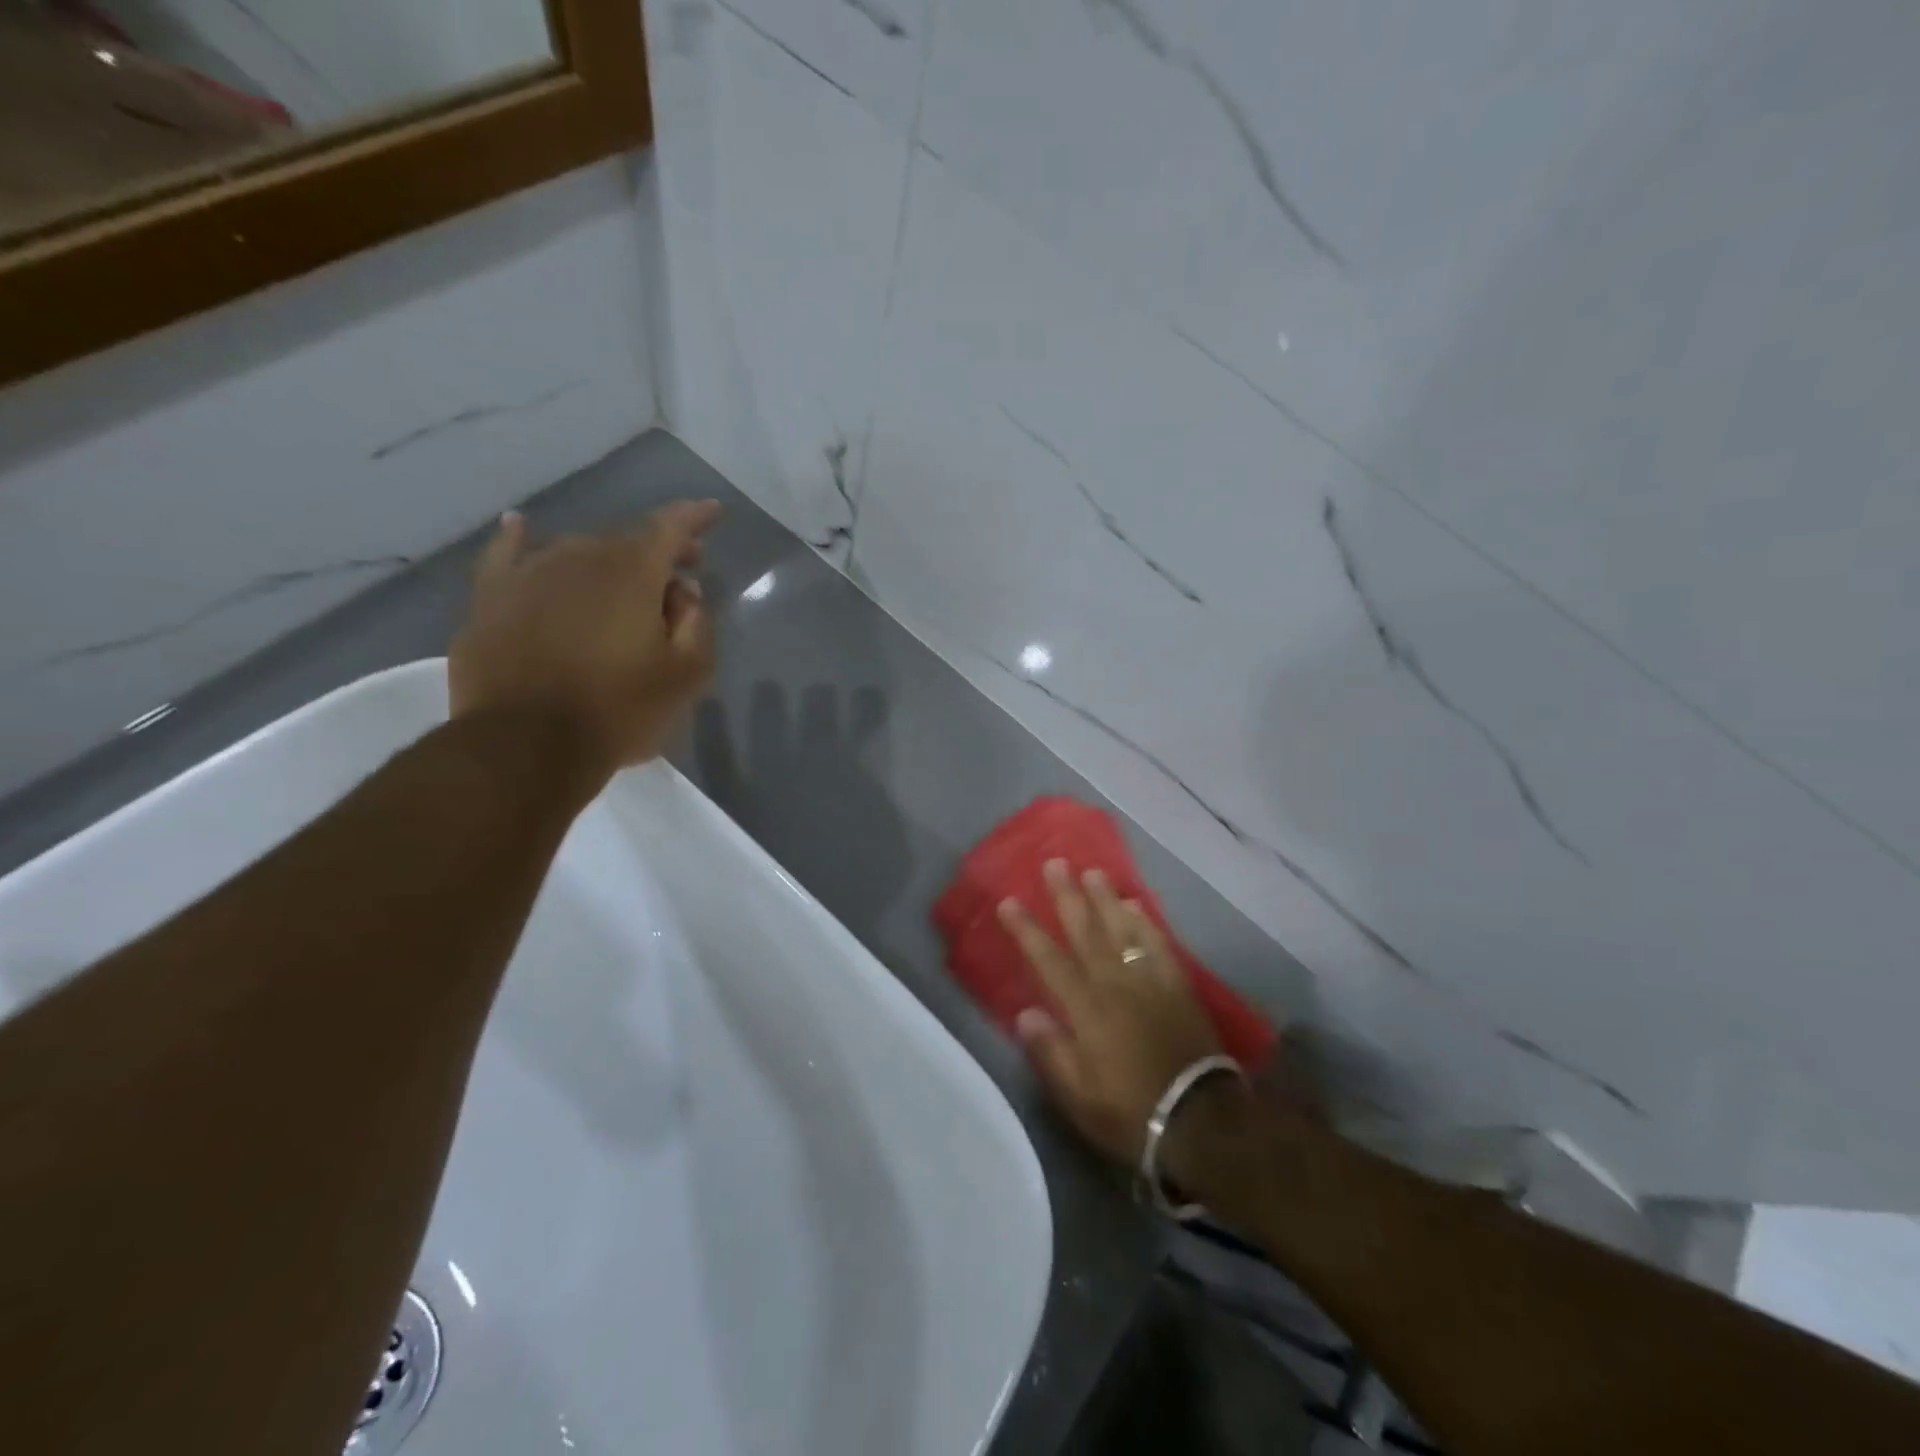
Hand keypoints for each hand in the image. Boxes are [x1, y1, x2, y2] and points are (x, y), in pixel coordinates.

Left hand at [449, 501, 720, 779]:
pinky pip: (506, 556)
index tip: (713, 511)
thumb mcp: (686, 676)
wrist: (526, 746)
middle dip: (657, 550)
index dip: (694, 518)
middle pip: (626, 539)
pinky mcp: (490, 600)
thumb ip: (697, 626)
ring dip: (606, 558)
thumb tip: (685, 593)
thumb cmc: (619, 711)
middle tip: (678, 574)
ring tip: (622, 579)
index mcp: (633, 573)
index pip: (670, 528)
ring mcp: (529, 574)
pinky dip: (518, 538)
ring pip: (576, 550)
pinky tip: (520, 525)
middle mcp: (581, 558)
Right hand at [997, 859, 1226, 1166]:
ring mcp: (1149, 982)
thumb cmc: (1131, 1112)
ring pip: (1122, 930)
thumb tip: (1026, 1012)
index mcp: (1086, 1011)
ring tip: (1092, 872)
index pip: (1049, 961)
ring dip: (1105, 899)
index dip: (1027, 930)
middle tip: (1055, 863)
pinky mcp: (1177, 987)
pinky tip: (1135, 905)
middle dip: (1067, 897)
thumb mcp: (1079, 1098)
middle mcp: (1115, 986)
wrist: (1201, 1122)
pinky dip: (1145, 922)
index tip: (1009, 902)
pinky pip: (1158, 945)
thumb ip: (1051, 1052)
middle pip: (1086, 933)